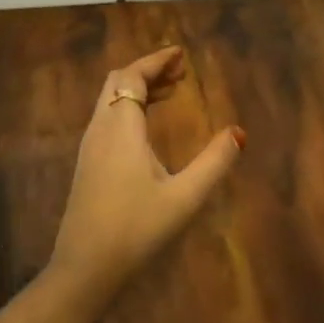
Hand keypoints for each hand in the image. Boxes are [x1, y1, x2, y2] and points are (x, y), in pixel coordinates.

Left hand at [47, 46, 244, 308]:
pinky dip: (129, 107)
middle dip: (148, 70)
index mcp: (120, 127)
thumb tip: (238, 132)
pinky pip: (107, 118)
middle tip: (180, 72)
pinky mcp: (87, 164)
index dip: (155, 61)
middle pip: (118, 82)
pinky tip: (148, 126)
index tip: (180, 54)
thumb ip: (213, 163)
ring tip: (171, 92)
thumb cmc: (136, 230)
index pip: (133, 76)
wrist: (84, 268)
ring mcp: (90, 147)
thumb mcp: (184, 198)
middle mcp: (100, 129)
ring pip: (110, 100)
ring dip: (138, 88)